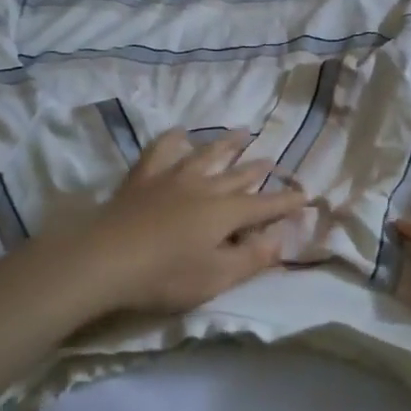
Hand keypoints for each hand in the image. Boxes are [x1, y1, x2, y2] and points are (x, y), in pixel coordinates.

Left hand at [77, 129, 308, 313]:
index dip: (286, 202)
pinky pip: (161, 151)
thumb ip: (251, 258)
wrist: (105, 259)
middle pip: (237, 175)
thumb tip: (280, 238)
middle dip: (258, 169)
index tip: (305, 194)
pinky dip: (173, 140)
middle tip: (272, 160)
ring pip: (206, 154)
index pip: (264, 206)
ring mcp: (172, 178)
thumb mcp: (216, 278)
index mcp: (225, 213)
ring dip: (226, 144)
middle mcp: (204, 187)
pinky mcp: (143, 178)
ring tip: (242, 133)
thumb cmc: (165, 276)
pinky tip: (179, 133)